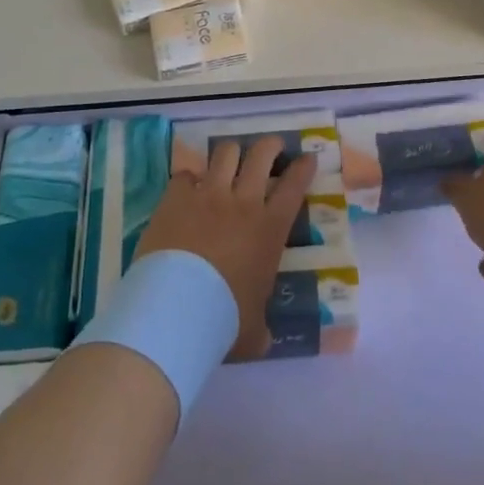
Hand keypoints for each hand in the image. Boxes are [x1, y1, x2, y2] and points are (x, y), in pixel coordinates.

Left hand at [136, 138, 316, 359]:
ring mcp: (208, 195)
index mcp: (270, 229)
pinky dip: (189, 178)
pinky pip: (185, 174)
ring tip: (231, 158)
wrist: (177, 308)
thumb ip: (261, 327)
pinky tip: (187, 188)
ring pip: (226, 153)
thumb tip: (263, 339)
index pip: (295, 185)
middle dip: (270, 146)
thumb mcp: (254, 329)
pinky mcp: (176, 198)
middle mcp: (244, 202)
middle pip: (262, 155)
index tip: (307, 157)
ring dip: (231, 154)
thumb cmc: (224, 319)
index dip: (303, 167)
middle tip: (272, 147)